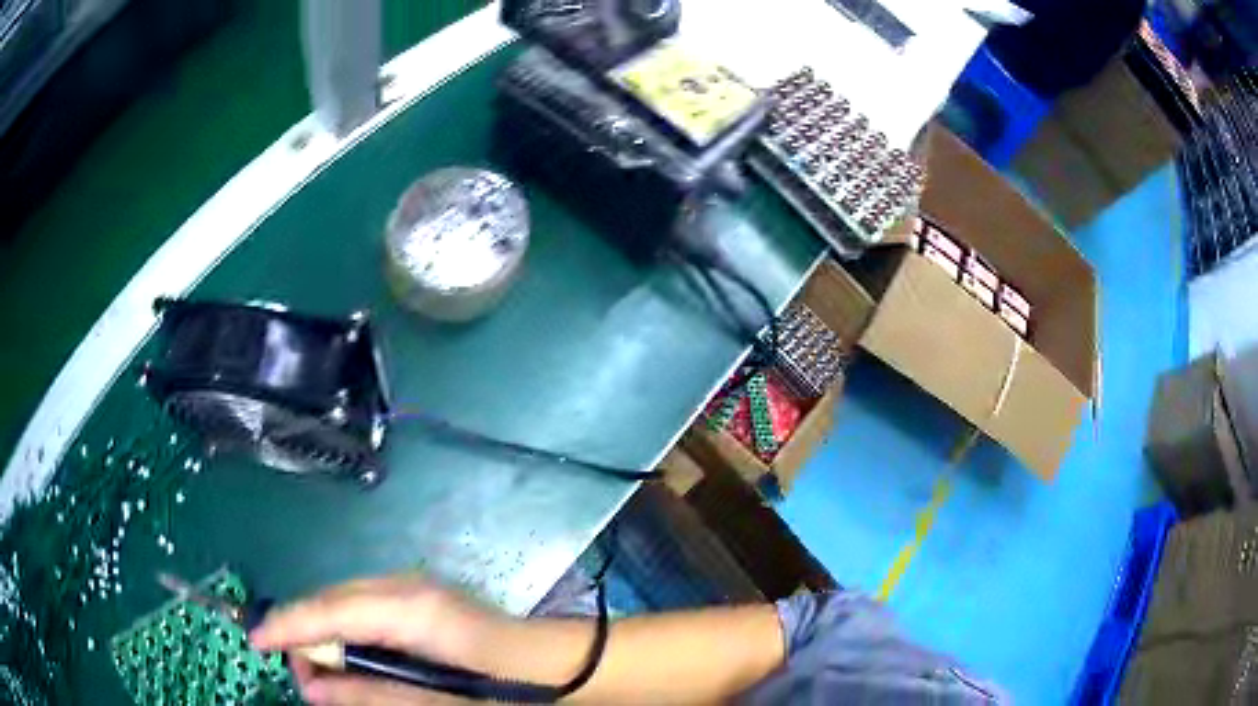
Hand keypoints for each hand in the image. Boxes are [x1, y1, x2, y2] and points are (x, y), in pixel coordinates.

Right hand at [249, 574, 512, 704]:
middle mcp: (406, 586)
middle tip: (298, 675)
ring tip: (320, 673)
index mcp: (410, 609)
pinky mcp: (422, 597)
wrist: (562, 667)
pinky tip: (349, 657)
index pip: (328, 609)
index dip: (286, 624)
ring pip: (346, 601)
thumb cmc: (506, 692)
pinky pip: (366, 607)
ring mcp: (416, 587)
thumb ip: (370, 694)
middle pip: (332, 599)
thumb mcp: (436, 705)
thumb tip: (311, 686)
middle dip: (304, 633)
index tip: (253, 641)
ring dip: (325, 633)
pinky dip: (348, 630)